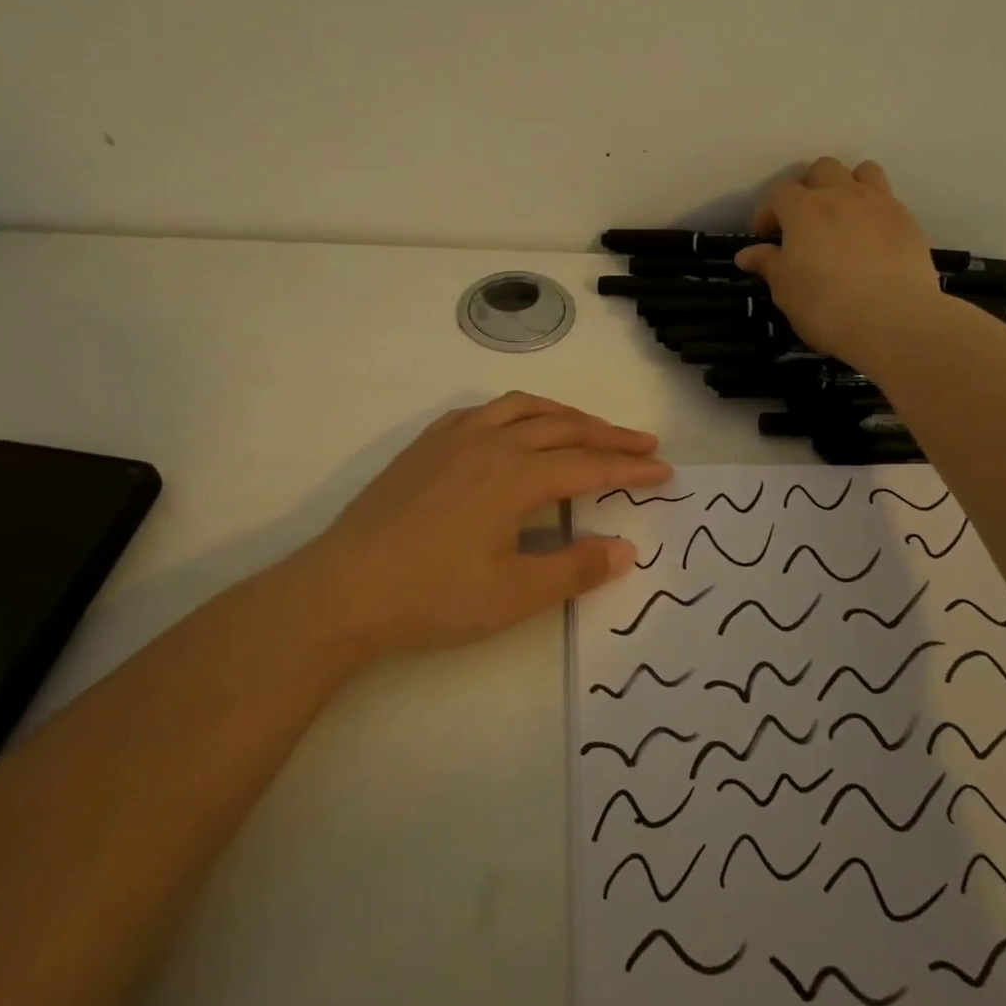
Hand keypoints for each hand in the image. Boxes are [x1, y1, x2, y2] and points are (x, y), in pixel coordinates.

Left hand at [287, 392, 670, 658]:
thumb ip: (574, 569)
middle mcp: (490, 443)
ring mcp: (452, 440)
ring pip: (522, 409)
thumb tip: (625, 550)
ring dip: (564, 414)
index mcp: (516, 476)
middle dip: (608, 434)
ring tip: (589, 427)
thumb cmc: (432, 596)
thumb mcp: (513, 595)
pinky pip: (482, 412)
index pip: (589, 465)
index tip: (665, 471)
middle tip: (643, 443)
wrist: (341, 591)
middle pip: (563, 427)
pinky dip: (515, 413)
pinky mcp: (424, 447)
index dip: (630, 468)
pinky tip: (514, 428)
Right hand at [734, 157, 944, 364]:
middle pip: (822, 169)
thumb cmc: (826, 307)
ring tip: (841, 216)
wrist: (893, 320)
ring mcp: (879, 204)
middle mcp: (841, 194)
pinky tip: (870, 237)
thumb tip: (746, 254)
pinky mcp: (908, 221)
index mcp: (804, 209)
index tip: (764, 235)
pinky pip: (887, 199)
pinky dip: (873, 209)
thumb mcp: (785, 290)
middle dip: (808, 188)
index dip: (767, 211)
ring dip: (847, 185)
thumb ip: (767, 264)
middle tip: (802, 220)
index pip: (778, 193)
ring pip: (862, 172)